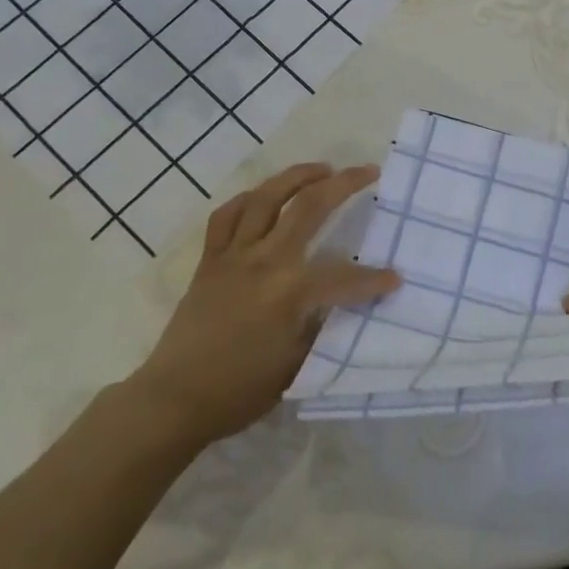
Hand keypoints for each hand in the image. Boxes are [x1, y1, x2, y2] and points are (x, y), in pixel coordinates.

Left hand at [131, 163, 397, 452]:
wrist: (173, 399)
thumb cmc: (239, 391)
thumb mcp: (295, 365)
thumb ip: (320, 325)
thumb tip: (340, 302)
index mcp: (289, 292)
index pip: (344, 276)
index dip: (373, 279)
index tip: (395, 279)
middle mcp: (263, 261)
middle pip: (308, 207)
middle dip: (344, 184)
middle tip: (367, 171)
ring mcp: (233, 255)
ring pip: (266, 197)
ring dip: (297, 176)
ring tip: (322, 169)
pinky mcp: (209, 259)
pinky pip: (227, 216)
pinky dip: (248, 199)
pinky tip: (264, 195)